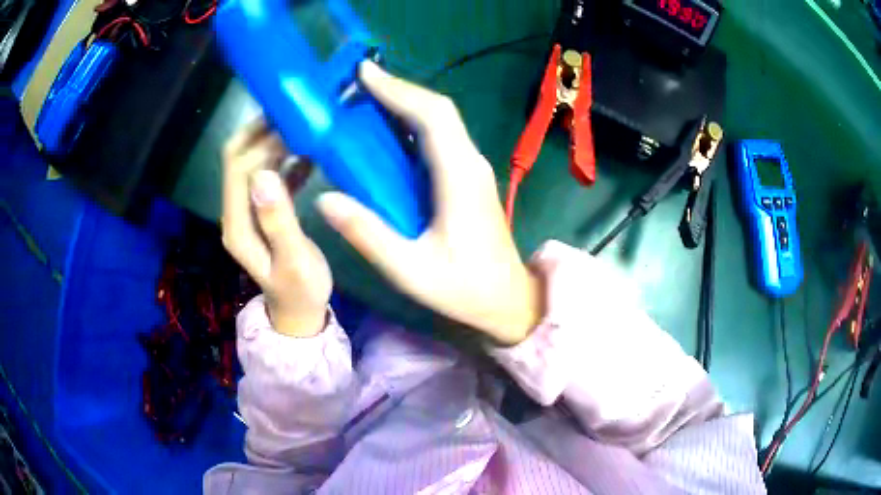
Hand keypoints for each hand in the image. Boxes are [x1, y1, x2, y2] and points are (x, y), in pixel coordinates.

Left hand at [222, 120, 331, 336]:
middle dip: (261, 132)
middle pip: (238, 158)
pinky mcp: (263, 210)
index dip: (260, 142)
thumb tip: (264, 173)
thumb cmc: (301, 290)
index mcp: (238, 224)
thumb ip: (278, 220)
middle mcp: (236, 211)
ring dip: (273, 141)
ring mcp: (249, 210)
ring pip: (252, 162)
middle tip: (296, 115)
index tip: (293, 124)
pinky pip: (269, 175)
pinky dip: (285, 159)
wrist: (299, 311)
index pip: (238, 168)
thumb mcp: (293, 261)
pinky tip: (308, 152)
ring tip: (304, 126)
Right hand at [317, 62, 542, 345]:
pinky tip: (386, 131)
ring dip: (404, 104)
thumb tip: (324, 199)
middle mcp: (470, 162)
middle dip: (397, 90)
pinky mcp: (468, 177)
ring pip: (440, 121)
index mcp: (460, 177)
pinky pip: (439, 138)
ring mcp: (472, 168)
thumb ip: (367, 235)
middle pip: (437, 110)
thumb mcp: (410, 270)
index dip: (398, 90)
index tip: (363, 73)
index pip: (432, 116)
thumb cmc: (464, 288)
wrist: (508, 299)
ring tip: (364, 99)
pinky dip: (412, 124)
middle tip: (355, 83)